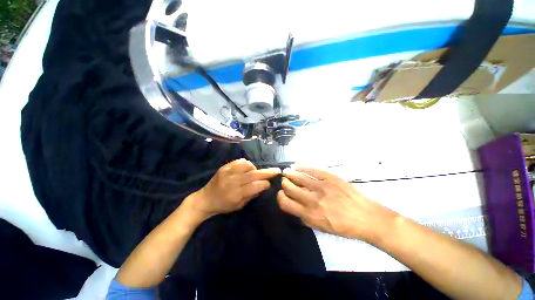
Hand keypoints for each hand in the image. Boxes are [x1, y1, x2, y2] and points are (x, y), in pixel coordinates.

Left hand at [188, 159, 280, 220]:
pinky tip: (246, 168)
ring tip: (255, 172)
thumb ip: (252, 195)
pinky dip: (246, 164)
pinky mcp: (224, 167)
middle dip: (267, 172)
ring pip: (247, 165)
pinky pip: (239, 161)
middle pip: (253, 174)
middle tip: (276, 170)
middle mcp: (232, 182)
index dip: (265, 184)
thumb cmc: (223, 205)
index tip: (269, 183)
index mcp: (236, 194)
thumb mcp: (239, 206)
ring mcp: (227, 172)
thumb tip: (263, 185)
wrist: (205, 199)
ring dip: (254, 168)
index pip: (255, 186)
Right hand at [277, 167, 395, 241]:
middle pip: (289, 187)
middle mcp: (312, 199)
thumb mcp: (321, 228)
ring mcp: (321, 186)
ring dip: (289, 174)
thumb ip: (304, 217)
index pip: (285, 202)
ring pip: (298, 176)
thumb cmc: (344, 227)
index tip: (282, 194)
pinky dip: (301, 167)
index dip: (280, 197)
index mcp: (309, 214)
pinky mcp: (330, 177)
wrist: (367, 217)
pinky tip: (297, 166)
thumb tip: (293, 205)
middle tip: (285, 182)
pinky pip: (311, 169)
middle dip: (284, 184)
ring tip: (287, 172)